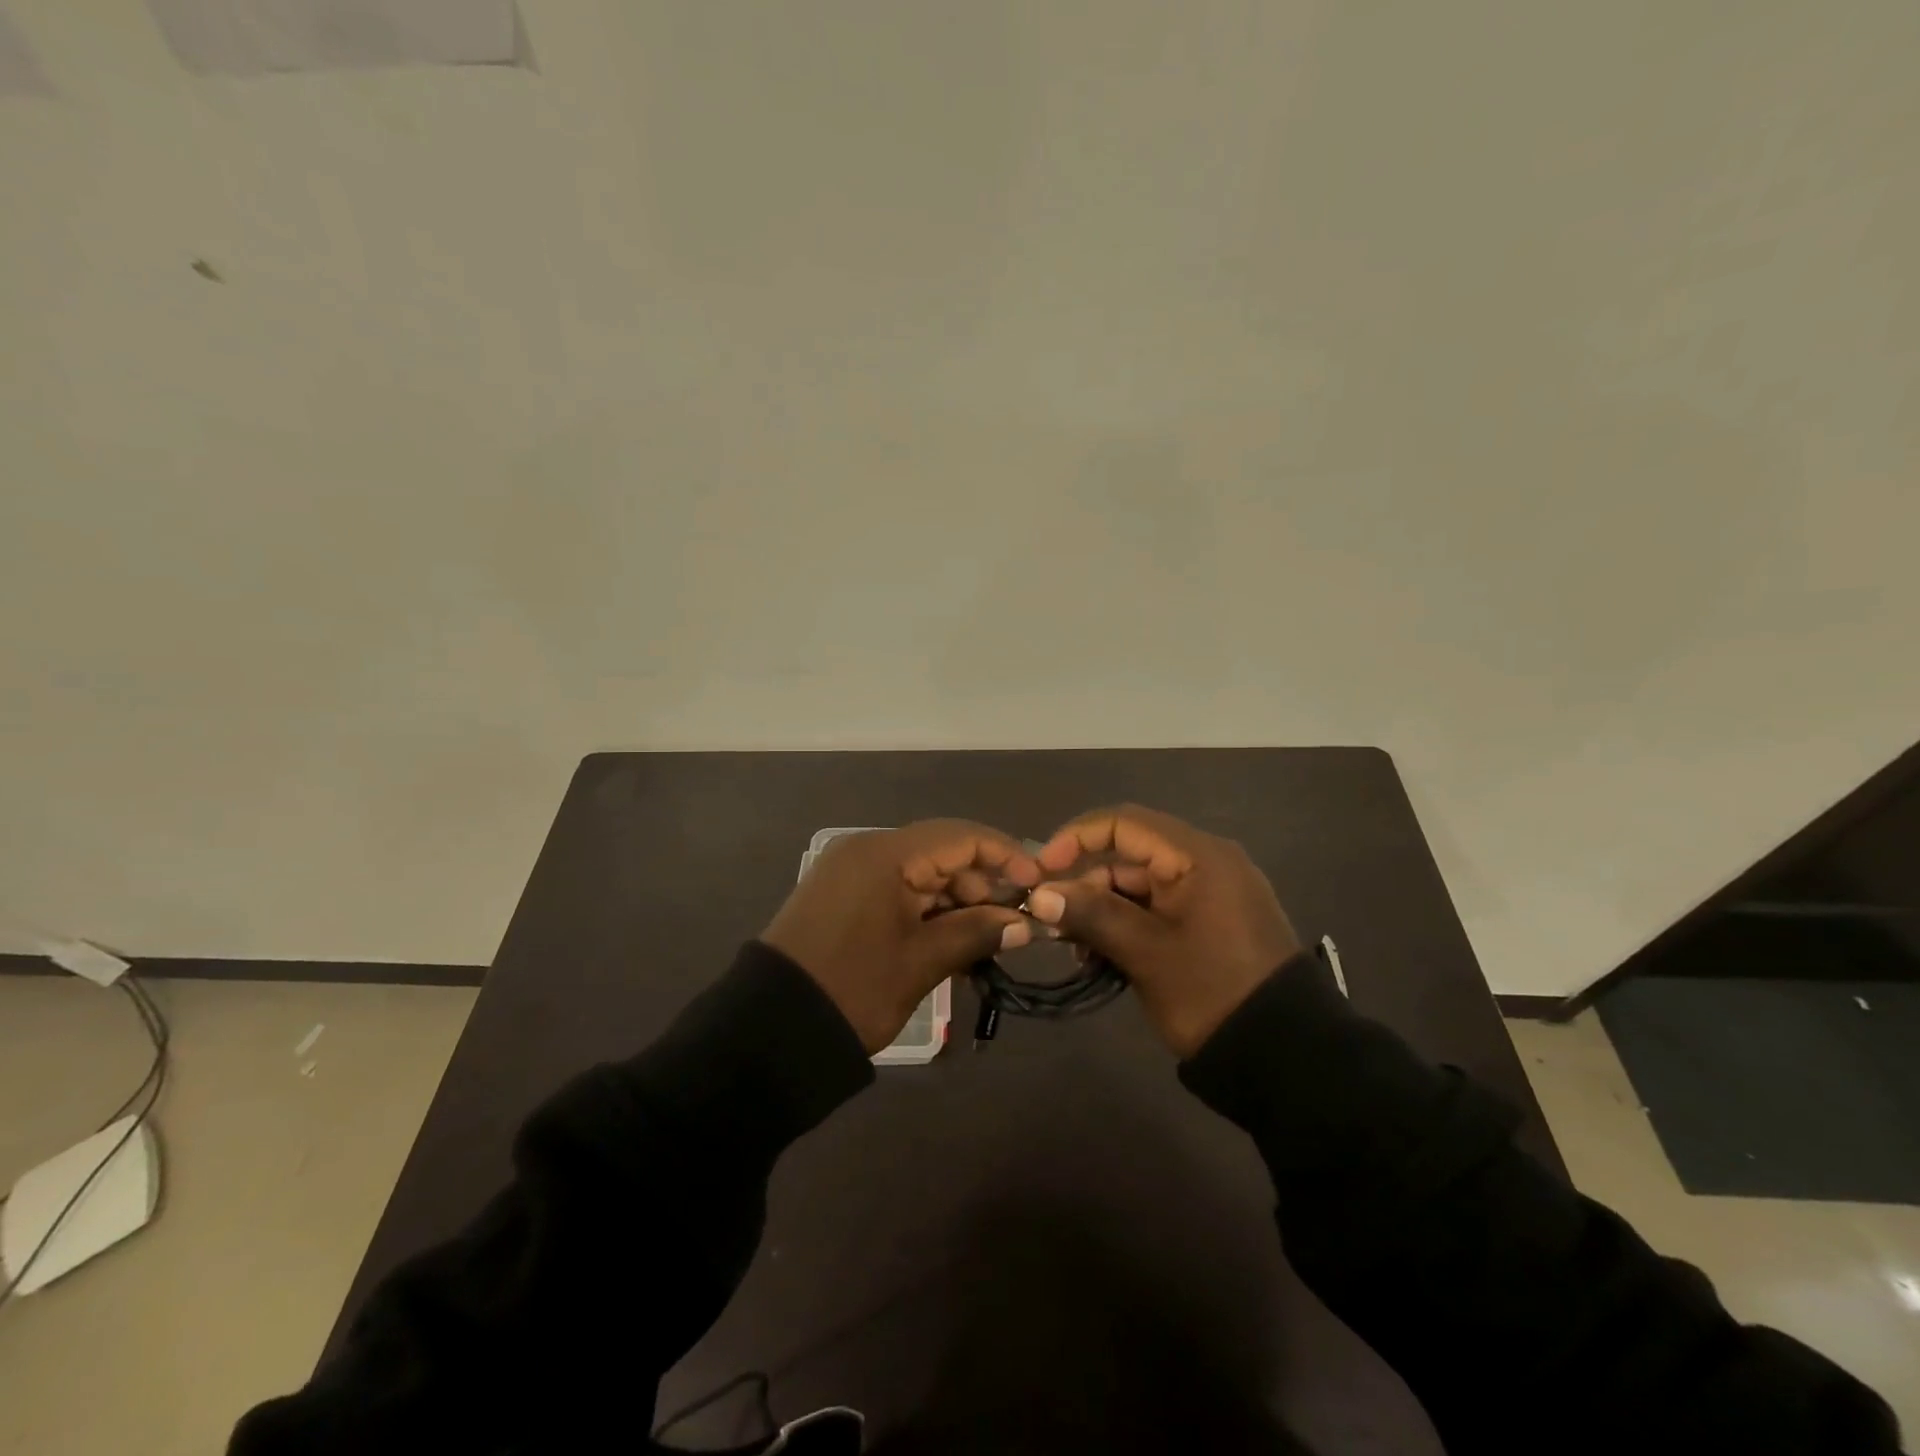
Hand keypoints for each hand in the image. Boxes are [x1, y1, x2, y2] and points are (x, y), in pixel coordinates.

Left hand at [762, 820, 1043, 1053]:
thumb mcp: (921, 962)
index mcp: (885, 854)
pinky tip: (952, 937)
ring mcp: (851, 871)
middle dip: (982, 883)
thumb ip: (976, 932)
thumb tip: (1024, 923)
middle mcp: (867, 850)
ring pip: (921, 872)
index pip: (960, 837)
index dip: (1005, 855)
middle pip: (941, 852)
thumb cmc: (853, 989)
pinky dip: (928, 909)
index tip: (1039, 884)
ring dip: (957, 899)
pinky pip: (898, 888)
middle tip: (1015, 921)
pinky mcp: (843, 894)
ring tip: (988, 936)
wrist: (769, 1029)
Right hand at [1024, 804, 1301, 1056]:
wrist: (1286, 1056)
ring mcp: (1211, 893)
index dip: (1076, 839)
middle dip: (1085, 884)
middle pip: (1128, 855)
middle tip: (1051, 922)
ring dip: (1102, 909)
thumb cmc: (1212, 993)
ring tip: (1076, 948)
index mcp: (1198, 856)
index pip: (1123, 823)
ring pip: (1139, 885)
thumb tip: (1038, 895)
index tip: (1042, 871)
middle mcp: (1205, 862)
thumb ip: (1092, 915)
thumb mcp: (1146, 953)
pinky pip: (1157, 908)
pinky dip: (1127, 924)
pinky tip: (1102, 956)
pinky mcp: (1211, 921)